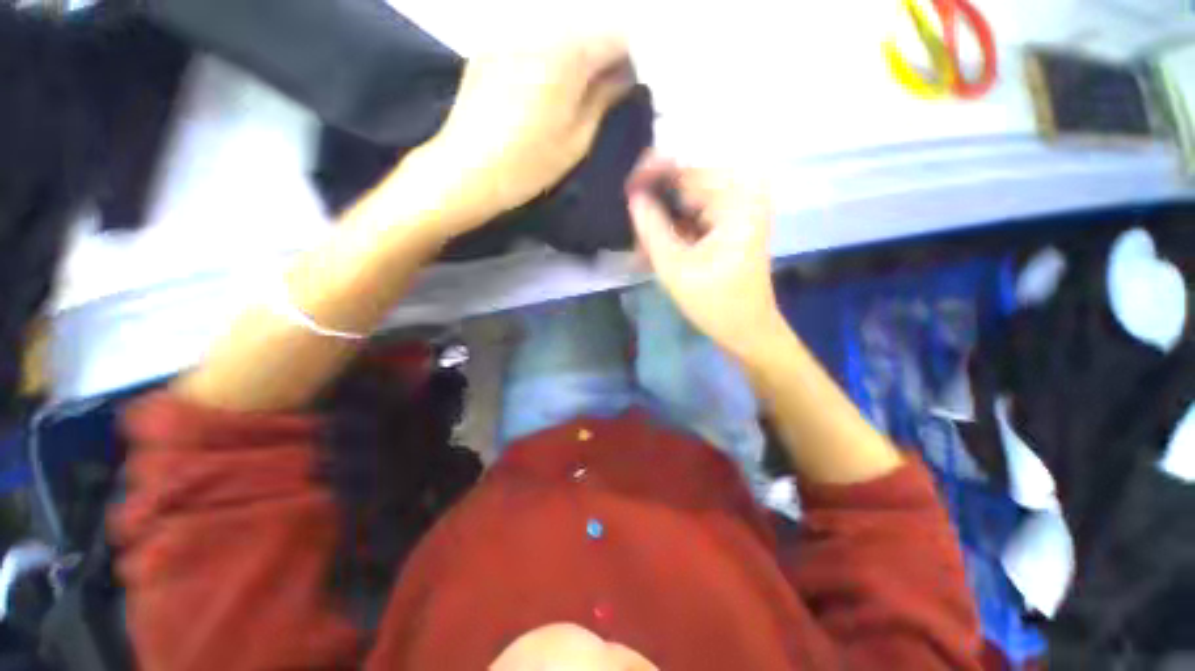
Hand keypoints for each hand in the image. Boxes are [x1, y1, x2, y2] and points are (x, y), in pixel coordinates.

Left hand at [411, 34, 634, 234]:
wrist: (467, 171)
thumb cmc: (528, 165)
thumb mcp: (577, 140)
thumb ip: (604, 99)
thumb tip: (624, 76)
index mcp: (568, 54)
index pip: (616, 34)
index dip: (629, 58)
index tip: (626, 85)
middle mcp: (539, 29)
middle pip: (587, 26)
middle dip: (601, 54)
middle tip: (601, 91)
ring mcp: (510, 34)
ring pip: (560, 31)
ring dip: (575, 55)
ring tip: (571, 93)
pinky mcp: (491, 46)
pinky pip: (532, 39)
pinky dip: (547, 56)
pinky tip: (540, 88)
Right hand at [627, 154, 784, 361]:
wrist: (747, 330)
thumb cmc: (714, 303)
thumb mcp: (675, 267)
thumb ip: (651, 228)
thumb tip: (633, 196)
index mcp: (736, 200)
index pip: (686, 170)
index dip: (652, 175)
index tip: (626, 189)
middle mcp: (744, 194)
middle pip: (688, 182)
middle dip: (657, 203)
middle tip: (636, 230)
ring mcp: (740, 208)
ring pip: (689, 199)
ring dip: (665, 218)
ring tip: (645, 246)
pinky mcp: (734, 222)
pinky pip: (697, 213)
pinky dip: (677, 227)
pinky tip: (661, 246)